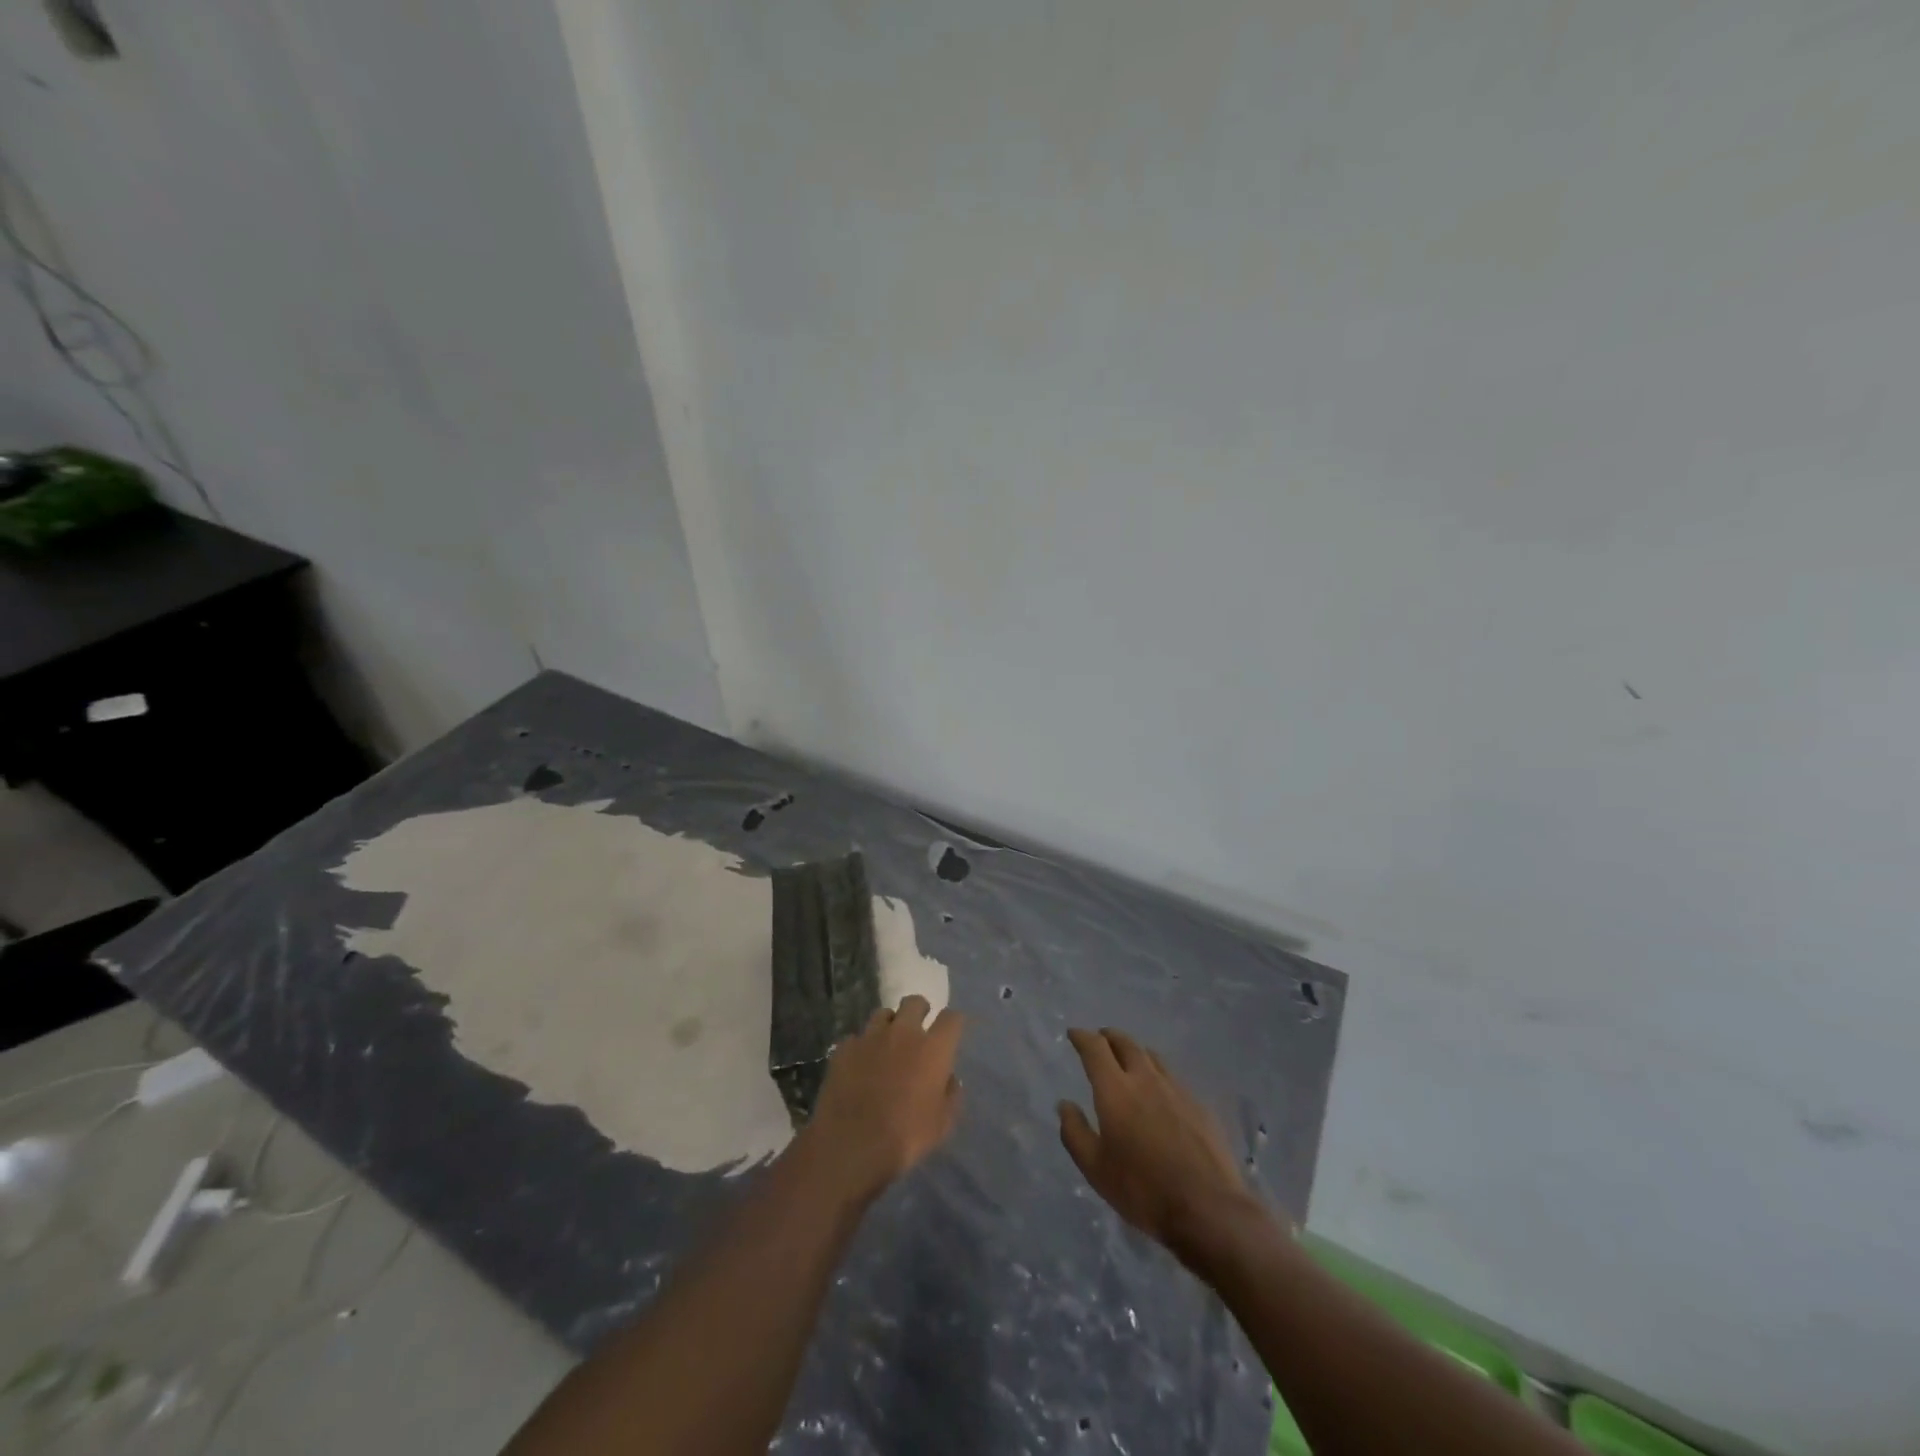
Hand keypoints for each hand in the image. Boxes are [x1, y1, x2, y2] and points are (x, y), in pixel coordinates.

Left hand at [801, 995, 964, 1200]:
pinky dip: (862, 1047)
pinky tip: (860, 1064)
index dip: (953, 1022)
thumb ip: (951, 1095)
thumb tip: (950, 1079)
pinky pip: (857, 1038)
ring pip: (883, 1013)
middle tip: (918, 1029)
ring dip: (889, 1025)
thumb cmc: (906, 1136)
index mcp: (933, 1048)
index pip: (951, 1018)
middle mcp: (903, 1032)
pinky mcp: (844, 1048)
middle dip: (919, 1010)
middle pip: (914, 1002)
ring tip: (887, 1044)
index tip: (951, 1032)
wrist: (852, 1144)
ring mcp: (870, 1037)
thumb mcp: (942, 1124)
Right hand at [1059, 1027, 1255, 1261]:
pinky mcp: (1199, 1105)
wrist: (1208, 1208)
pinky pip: (1173, 1078)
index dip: (1082, 1037)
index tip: (1074, 1033)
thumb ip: (1075, 1132)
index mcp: (1116, 1090)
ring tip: (1129, 1059)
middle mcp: (1146, 1079)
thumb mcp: (1095, 1169)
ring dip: (1135, 1051)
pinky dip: (1158, 1074)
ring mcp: (1177, 1090)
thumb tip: (1064, 1105)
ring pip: (1152, 1057)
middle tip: (1101, 1039)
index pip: (1095, 1048)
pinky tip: (1160, 1092)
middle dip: (1109, 1037)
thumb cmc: (1143, 1189)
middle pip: (1126, 1043)